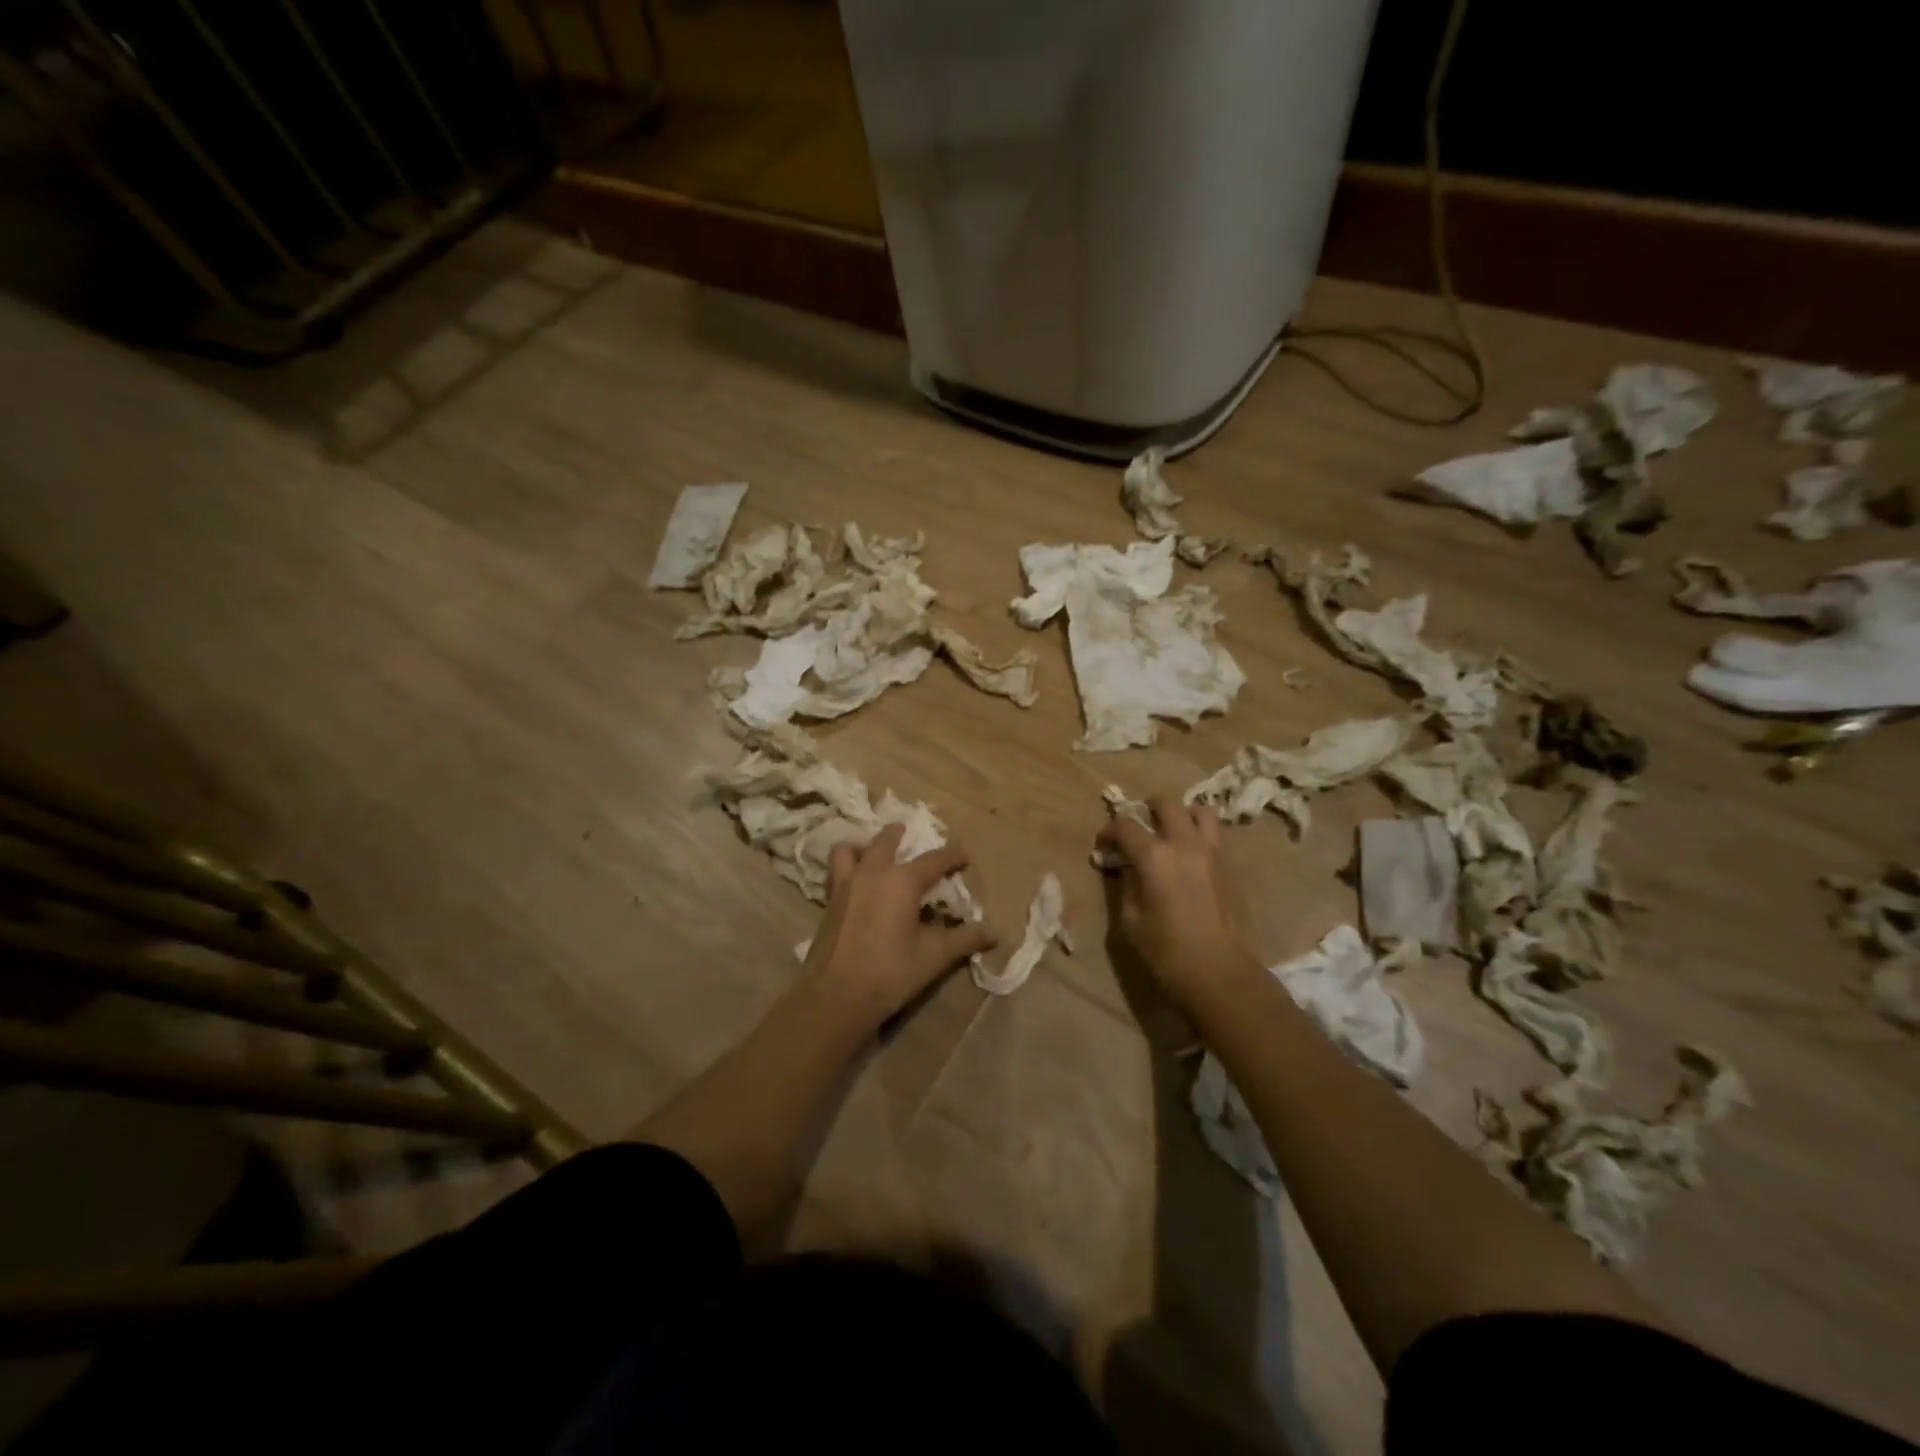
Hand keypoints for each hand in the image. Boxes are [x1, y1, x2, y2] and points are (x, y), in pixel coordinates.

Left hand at [803, 824, 996, 1025]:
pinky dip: (846, 865)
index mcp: (902, 881)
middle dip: (901, 835)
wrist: (835, 996)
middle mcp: (872, 873)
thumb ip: (964, 940)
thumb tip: (993, 933)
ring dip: (864, 845)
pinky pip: (836, 870)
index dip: (953, 856)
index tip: (965, 856)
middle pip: (886, 841)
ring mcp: (846, 885)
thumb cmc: (890, 972)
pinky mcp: (829, 902)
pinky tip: (855, 882)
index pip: (935, 860)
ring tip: (873, 853)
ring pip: (850, 849)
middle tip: (910, 834)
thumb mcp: (934, 956)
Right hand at [1097, 796, 1262, 1014]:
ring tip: (1170, 833)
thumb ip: (1126, 884)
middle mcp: (1184, 843)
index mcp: (1154, 856)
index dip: (1109, 831)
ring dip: (1181, 815)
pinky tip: (1188, 856)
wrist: (1219, 971)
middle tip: (1138, 829)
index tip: (1103, 845)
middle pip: (1165, 803)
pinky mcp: (1228, 864)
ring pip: (1198, 810)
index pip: (1125, 826)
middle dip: (1146, 809)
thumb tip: (1127, 867)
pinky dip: (1198, 833)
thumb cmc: (1166, 950)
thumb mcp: (1131, 919)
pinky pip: (1213, 833)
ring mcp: (1211, 851)